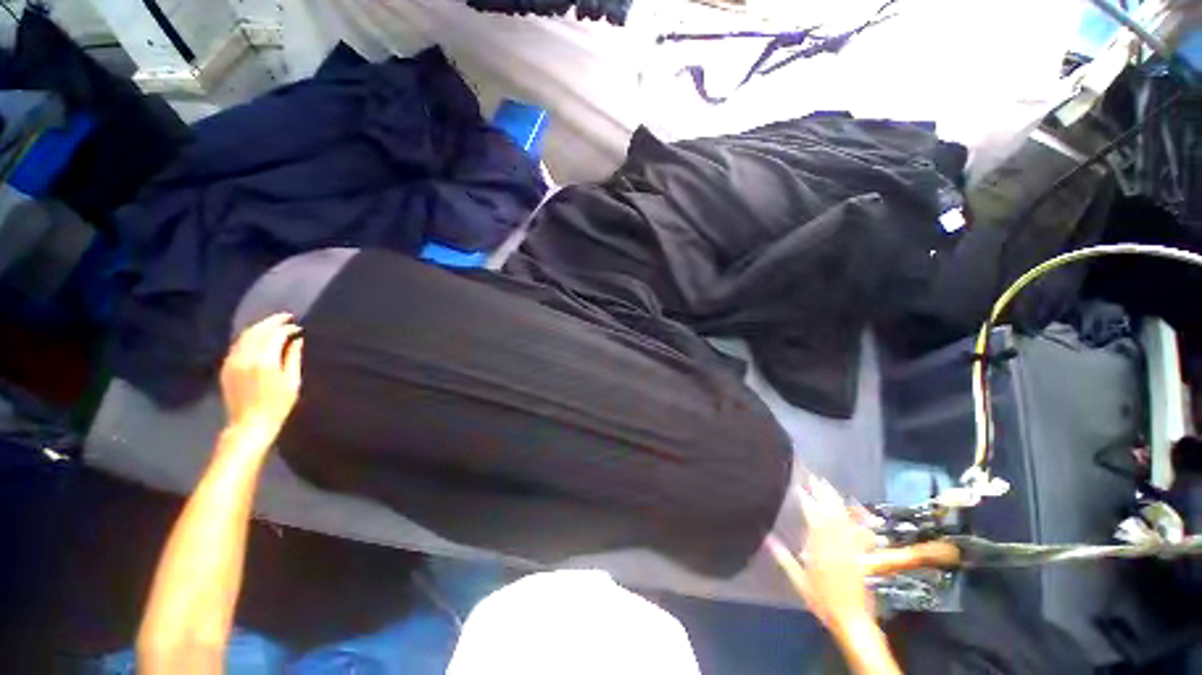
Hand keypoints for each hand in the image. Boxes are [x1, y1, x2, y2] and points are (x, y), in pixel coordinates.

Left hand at [220, 313, 303, 434]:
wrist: (249, 424)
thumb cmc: (278, 405)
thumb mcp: (292, 382)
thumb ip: (293, 358)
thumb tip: (297, 339)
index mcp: (264, 361)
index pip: (275, 335)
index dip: (287, 328)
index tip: (298, 327)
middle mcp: (245, 357)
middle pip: (257, 331)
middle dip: (272, 322)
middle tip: (286, 317)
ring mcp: (232, 361)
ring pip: (245, 336)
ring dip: (259, 328)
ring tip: (273, 325)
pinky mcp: (226, 367)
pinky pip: (237, 345)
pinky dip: (249, 338)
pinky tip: (258, 339)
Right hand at [767, 478, 877, 633]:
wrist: (852, 619)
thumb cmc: (822, 600)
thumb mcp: (798, 580)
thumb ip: (783, 556)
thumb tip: (766, 537)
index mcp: (819, 547)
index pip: (811, 515)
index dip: (805, 498)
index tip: (797, 485)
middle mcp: (836, 542)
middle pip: (829, 510)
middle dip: (822, 492)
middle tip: (814, 477)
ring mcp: (851, 546)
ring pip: (843, 516)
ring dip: (835, 499)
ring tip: (827, 485)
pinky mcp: (862, 552)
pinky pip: (858, 528)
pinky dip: (855, 515)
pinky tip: (854, 507)